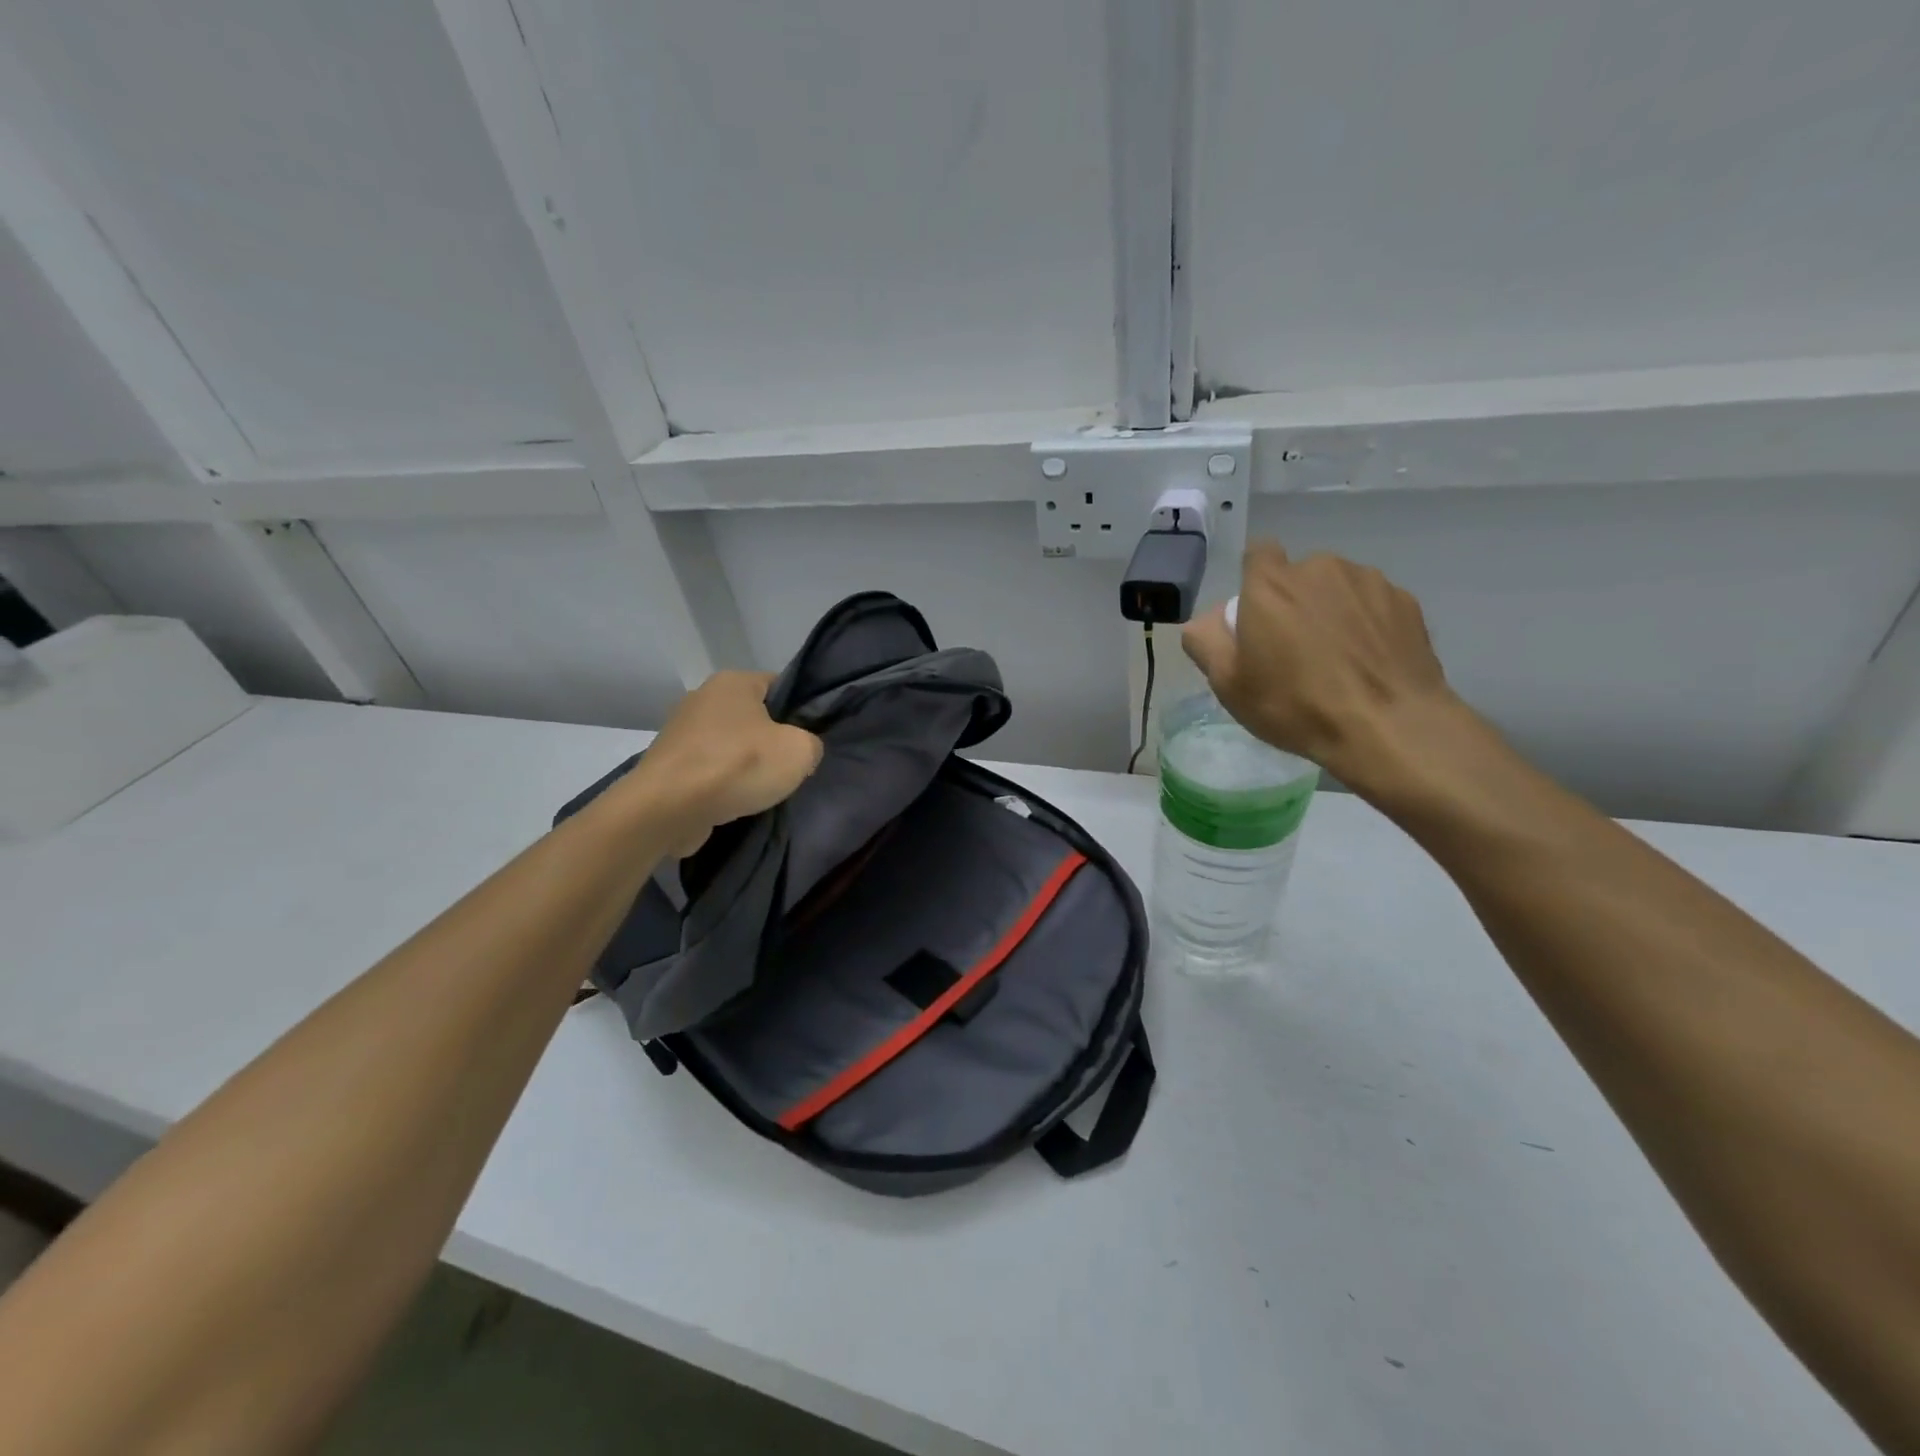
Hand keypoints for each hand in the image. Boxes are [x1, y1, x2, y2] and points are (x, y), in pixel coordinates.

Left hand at [626, 671, 823, 854]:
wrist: (667, 809)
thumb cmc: (737, 767)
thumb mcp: (799, 752)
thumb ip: (811, 743)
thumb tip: (802, 750)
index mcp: (733, 681)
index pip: (780, 686)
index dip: (800, 711)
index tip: (809, 739)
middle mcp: (703, 697)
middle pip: (754, 717)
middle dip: (771, 741)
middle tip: (790, 768)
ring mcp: (680, 731)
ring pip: (730, 745)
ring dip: (744, 765)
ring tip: (761, 790)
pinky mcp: (668, 763)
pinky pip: (707, 769)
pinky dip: (721, 783)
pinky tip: (734, 802)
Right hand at [1181, 541, 1463, 798]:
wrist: (1388, 726)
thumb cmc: (1295, 705)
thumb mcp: (1228, 685)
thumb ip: (1205, 642)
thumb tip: (1205, 621)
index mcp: (1270, 584)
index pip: (1258, 554)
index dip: (1255, 582)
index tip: (1258, 617)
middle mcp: (1319, 568)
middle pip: (1298, 575)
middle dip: (1293, 601)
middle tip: (1295, 650)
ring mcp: (1368, 581)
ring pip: (1338, 587)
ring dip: (1332, 611)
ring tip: (1337, 658)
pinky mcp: (1405, 601)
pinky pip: (1372, 604)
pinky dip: (1367, 624)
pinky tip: (1368, 662)